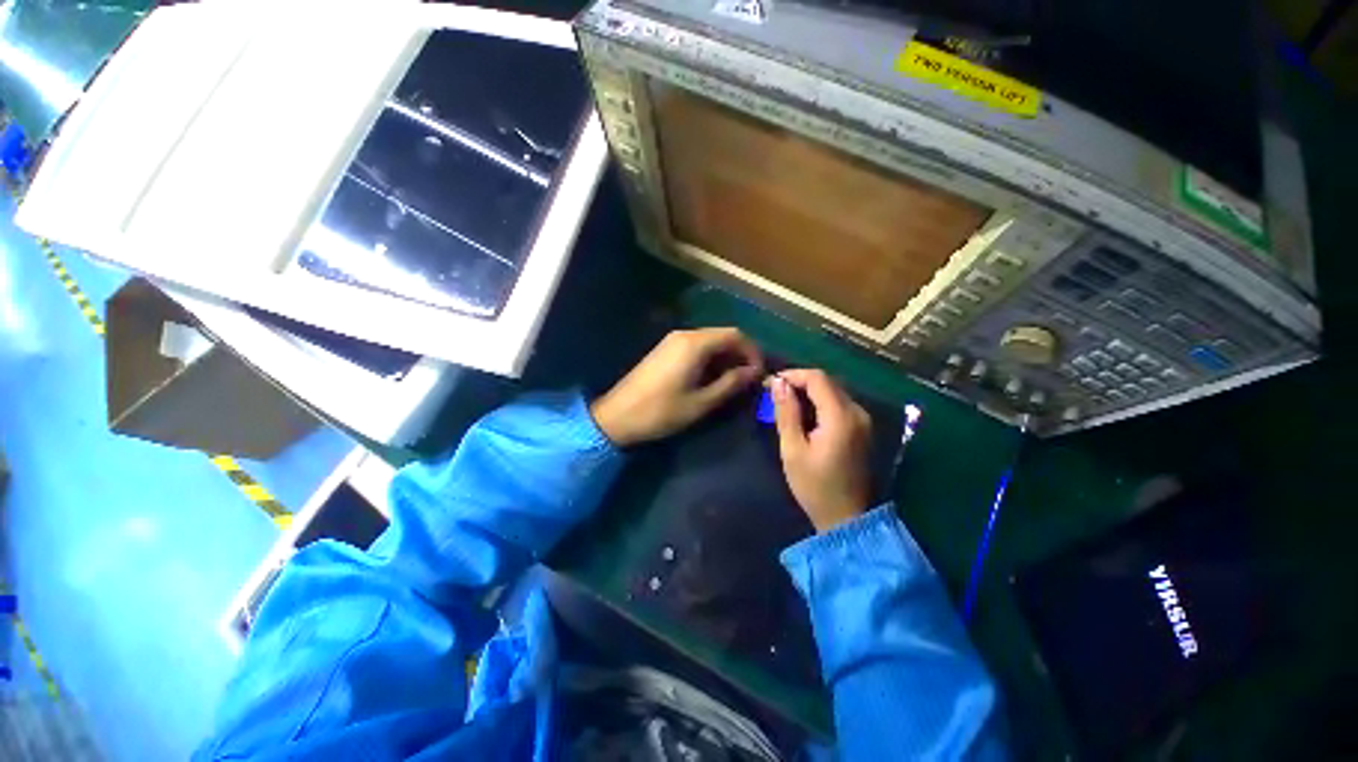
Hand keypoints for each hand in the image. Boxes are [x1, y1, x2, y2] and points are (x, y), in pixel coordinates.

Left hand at [591, 328, 763, 446]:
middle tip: (748, 380)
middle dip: (740, 355)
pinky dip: (710, 359)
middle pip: (723, 335)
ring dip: (725, 358)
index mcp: (695, 343)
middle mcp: (684, 335)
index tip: (759, 374)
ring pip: (710, 342)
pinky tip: (711, 378)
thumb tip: (754, 372)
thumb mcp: (702, 401)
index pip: (735, 335)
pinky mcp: (665, 350)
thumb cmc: (662, 411)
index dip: (752, 352)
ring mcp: (672, 341)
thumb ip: (731, 383)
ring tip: (733, 382)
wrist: (618, 416)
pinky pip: (696, 347)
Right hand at [770, 369, 872, 532]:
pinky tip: (804, 414)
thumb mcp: (793, 450)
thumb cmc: (815, 486)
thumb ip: (787, 413)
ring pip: (833, 391)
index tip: (771, 384)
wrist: (846, 518)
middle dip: (799, 382)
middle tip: (775, 393)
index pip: (817, 379)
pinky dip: (820, 402)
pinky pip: (839, 404)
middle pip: (827, 382)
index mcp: (841, 417)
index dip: (792, 375)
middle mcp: (857, 412)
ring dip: (809, 392)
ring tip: (785, 403)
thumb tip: (779, 383)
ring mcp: (863, 420)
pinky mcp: (862, 428)